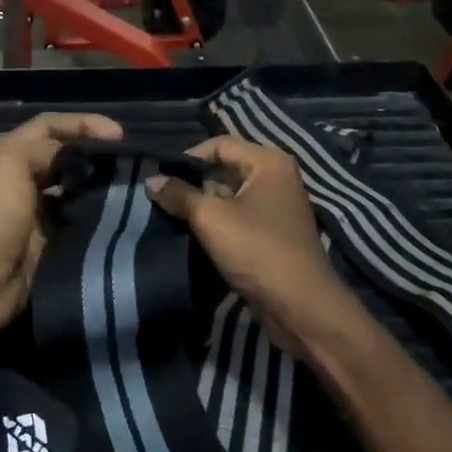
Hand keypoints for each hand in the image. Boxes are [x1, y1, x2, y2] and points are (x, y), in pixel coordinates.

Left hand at [0, 112, 123, 358]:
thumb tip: (73, 155)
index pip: (48, 125)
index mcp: (5, 154)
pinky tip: (112, 207)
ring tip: (124, 179)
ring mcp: (32, 207)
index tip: (117, 133)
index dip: (82, 122)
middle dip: (90, 150)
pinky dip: (92, 207)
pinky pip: (74, 212)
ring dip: (94, 179)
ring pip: (70, 182)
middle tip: (124, 157)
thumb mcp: (10, 165)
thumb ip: (42, 148)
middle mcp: (18, 176)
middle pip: (60, 152)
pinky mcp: (46, 235)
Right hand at [145, 137, 358, 363]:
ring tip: (172, 215)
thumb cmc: (257, 250)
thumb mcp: (211, 218)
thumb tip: (151, 180)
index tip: (161, 176)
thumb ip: (179, 195)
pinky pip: (238, 216)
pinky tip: (193, 233)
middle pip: (225, 168)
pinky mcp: (272, 232)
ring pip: (230, 194)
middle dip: (194, 182)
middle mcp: (276, 177)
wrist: (300, 307)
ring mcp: (276, 206)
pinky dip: (217, 222)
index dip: (188, 157)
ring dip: (203, 204)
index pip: (219, 145)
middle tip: (163, 197)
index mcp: (268, 162)